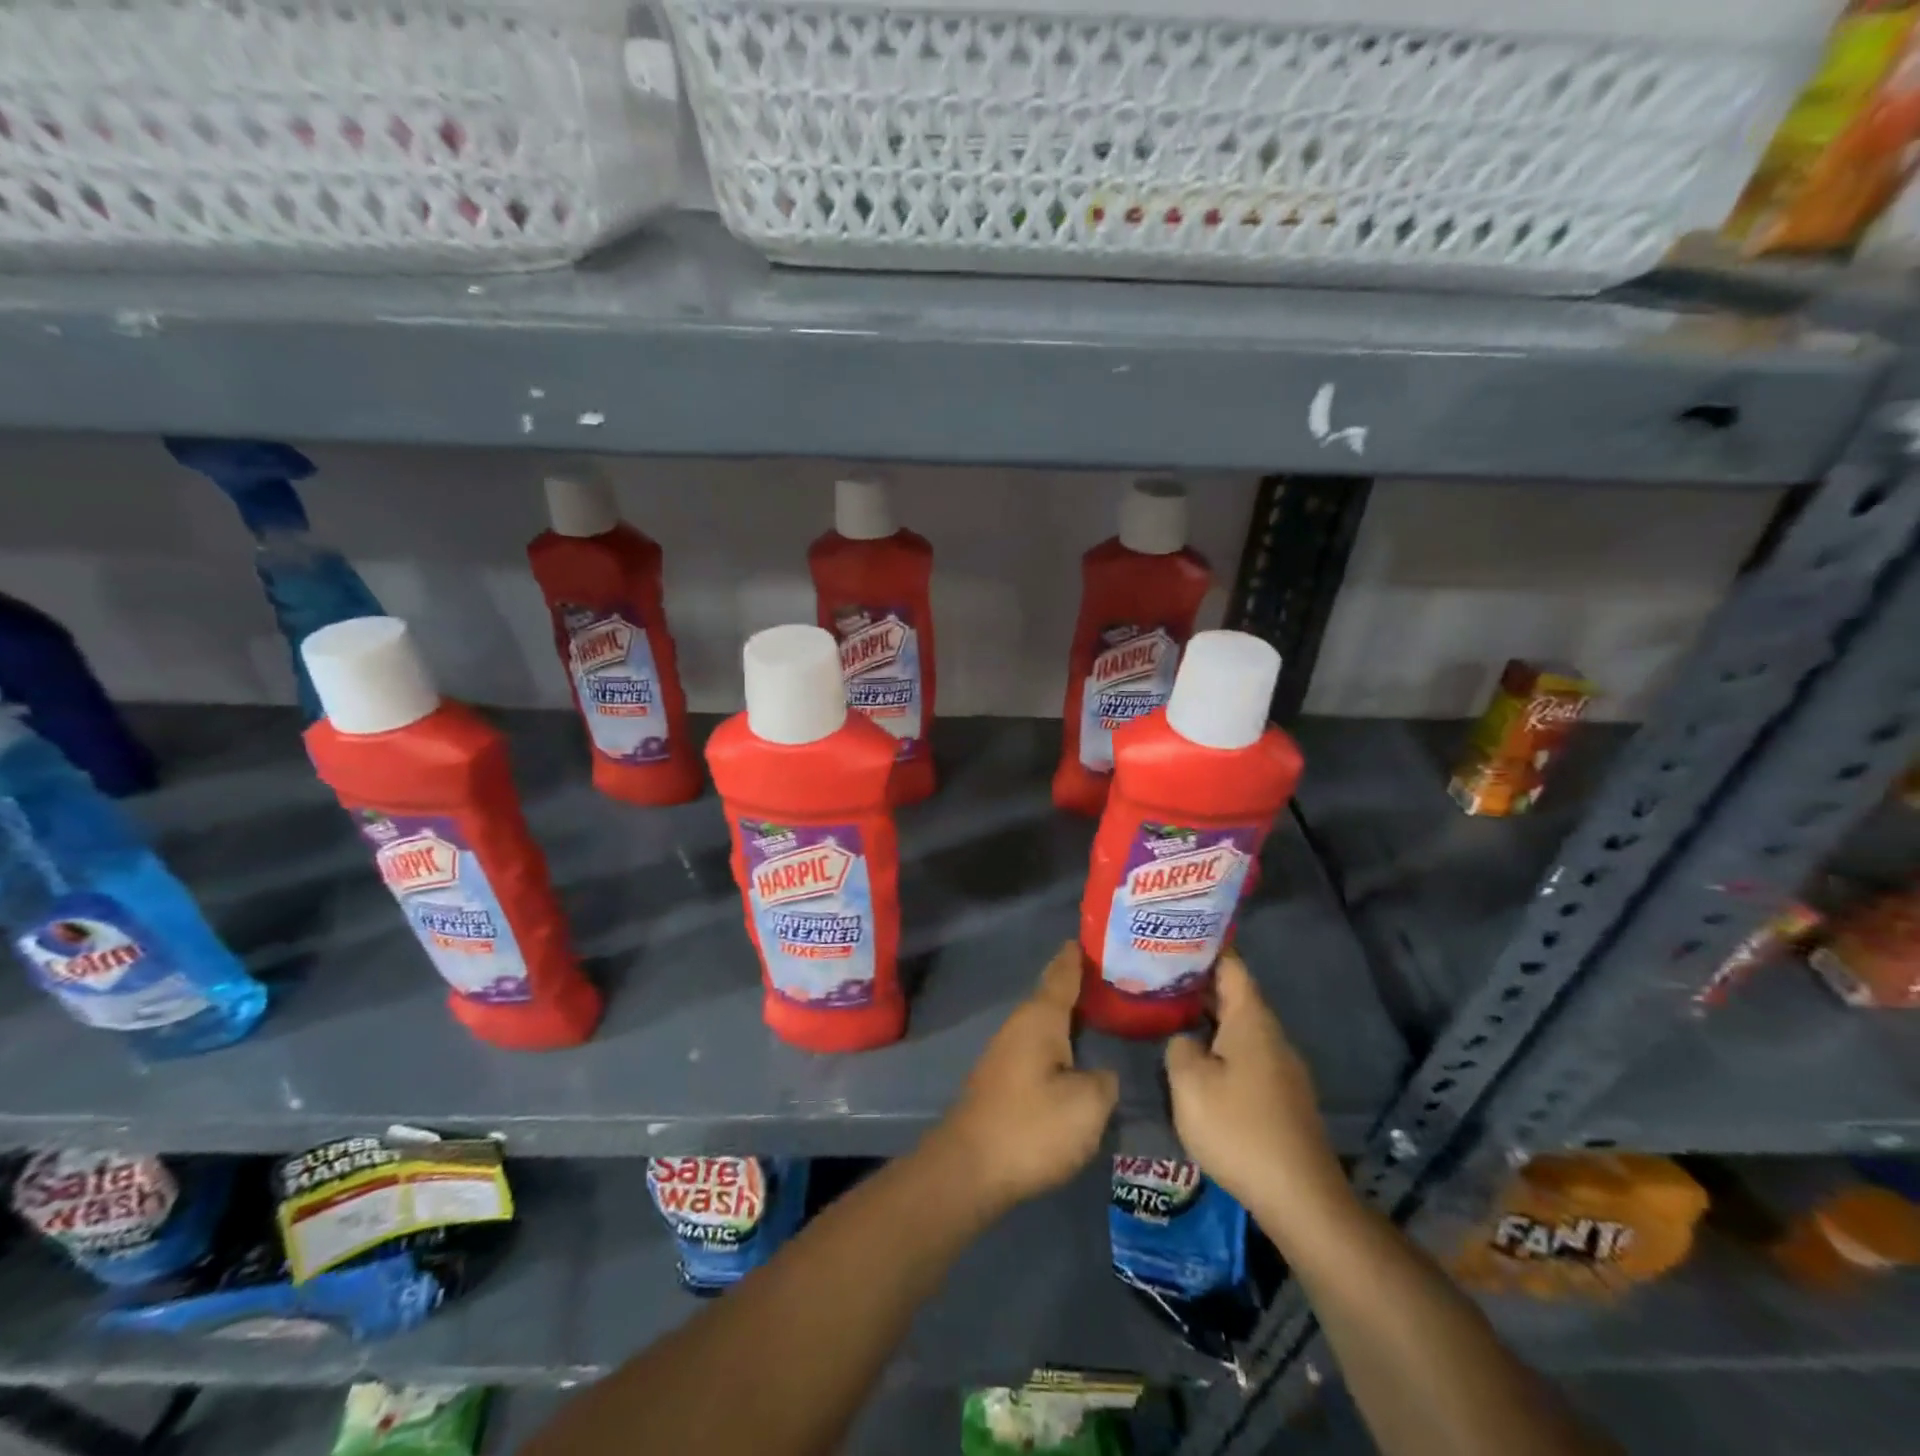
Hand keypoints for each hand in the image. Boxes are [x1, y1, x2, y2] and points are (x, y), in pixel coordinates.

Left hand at [931, 942, 1119, 1218]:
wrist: (970, 1168)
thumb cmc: (1032, 1127)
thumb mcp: (1087, 1105)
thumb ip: (1104, 1081)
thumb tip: (1101, 1073)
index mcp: (1040, 1018)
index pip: (1062, 974)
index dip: (1077, 957)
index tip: (1091, 937)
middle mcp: (1020, 1025)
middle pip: (1053, 997)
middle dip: (1080, 987)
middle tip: (1116, 979)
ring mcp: (1007, 1052)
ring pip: (1045, 1024)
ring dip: (1070, 1018)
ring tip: (1102, 1014)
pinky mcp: (1003, 1079)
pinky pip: (1039, 1047)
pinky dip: (1060, 1043)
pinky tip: (1076, 1056)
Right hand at [1164, 950, 1348, 1235]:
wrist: (1300, 1197)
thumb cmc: (1240, 1129)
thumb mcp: (1190, 1084)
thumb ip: (1179, 1047)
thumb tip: (1186, 1039)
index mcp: (1251, 1020)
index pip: (1230, 964)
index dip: (1204, 946)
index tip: (1174, 934)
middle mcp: (1270, 1034)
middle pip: (1234, 993)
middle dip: (1198, 981)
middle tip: (1157, 971)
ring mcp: (1280, 1065)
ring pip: (1239, 1024)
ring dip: (1207, 1014)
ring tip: (1169, 1009)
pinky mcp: (1281, 1093)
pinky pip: (1245, 1051)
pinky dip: (1219, 1042)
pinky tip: (1197, 1056)